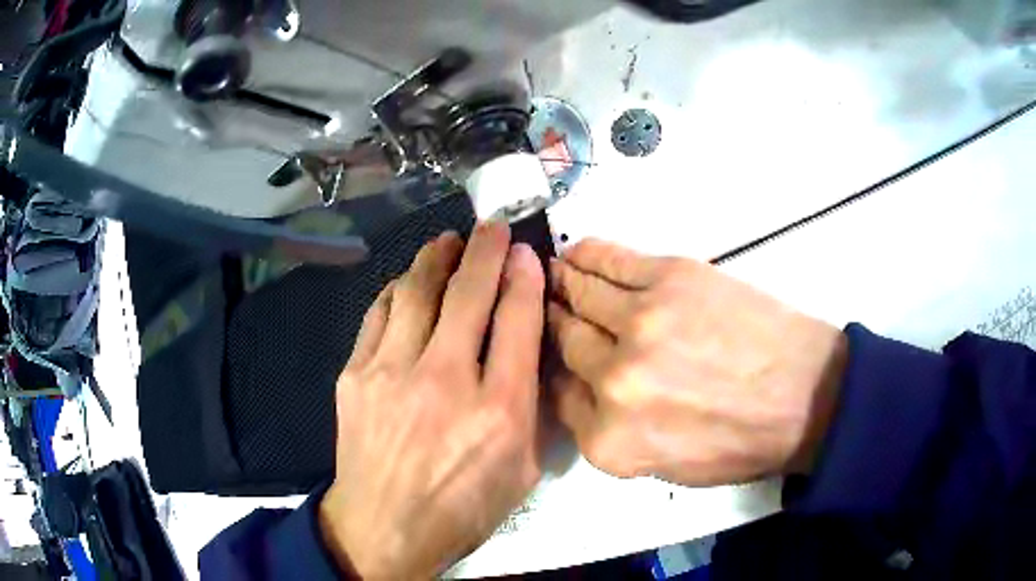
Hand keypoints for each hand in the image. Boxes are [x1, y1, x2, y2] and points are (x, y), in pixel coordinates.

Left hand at [319, 223, 545, 578]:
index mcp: (499, 411)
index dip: (524, 278)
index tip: (525, 254)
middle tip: (490, 227)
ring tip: (446, 241)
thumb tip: (533, 349)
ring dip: (436, 258)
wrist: (384, 527)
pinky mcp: (355, 375)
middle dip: (484, 250)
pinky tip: (408, 284)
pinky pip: (379, 314)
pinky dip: (397, 290)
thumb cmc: (463, 508)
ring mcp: (392, 373)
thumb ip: (535, 409)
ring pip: (416, 292)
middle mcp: (446, 381)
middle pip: (468, 293)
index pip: (518, 321)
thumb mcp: (523, 472)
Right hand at [547, 239, 846, 485]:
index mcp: (609, 440)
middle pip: (564, 340)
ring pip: (580, 293)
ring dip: (562, 283)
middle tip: (550, 308)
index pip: (557, 395)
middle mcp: (613, 381)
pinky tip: (575, 254)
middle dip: (554, 324)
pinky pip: (610, 259)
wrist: (805, 397)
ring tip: (555, 275)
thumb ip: (610, 434)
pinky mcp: (669, 279)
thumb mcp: (664, 467)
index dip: (555, 370)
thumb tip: (582, 388)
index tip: (558, 354)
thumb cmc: (741, 442)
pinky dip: (587, 255)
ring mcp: (640, 323)